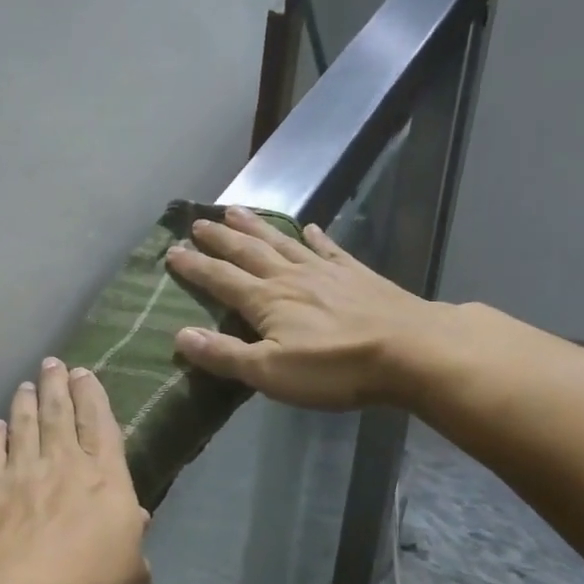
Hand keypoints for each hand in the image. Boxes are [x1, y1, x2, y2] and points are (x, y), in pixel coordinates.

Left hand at [0, 358, 151, 583]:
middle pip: (59, 415)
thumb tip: (135, 519)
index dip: (93, 397)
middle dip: (58, 385)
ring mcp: (20, 476)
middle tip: (53, 363)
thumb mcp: (132, 579)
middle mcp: (63, 466)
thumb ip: (134, 544)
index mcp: (105, 481)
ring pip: (24, 427)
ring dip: (26, 403)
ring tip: (26, 384)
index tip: (85, 374)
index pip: (101, 426)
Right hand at [165, 206, 450, 410]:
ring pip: (282, 243)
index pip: (221, 279)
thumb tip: (180, 335)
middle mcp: (291, 278)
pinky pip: (329, 249)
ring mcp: (326, 272)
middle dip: (220, 238)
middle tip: (198, 221)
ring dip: (257, 228)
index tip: (172, 251)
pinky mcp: (357, 276)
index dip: (195, 267)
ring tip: (236, 211)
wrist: (411, 351)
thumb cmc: (334, 368)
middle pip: (249, 253)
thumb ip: (225, 355)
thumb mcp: (270, 372)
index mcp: (267, 301)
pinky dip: (315, 237)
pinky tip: (308, 227)